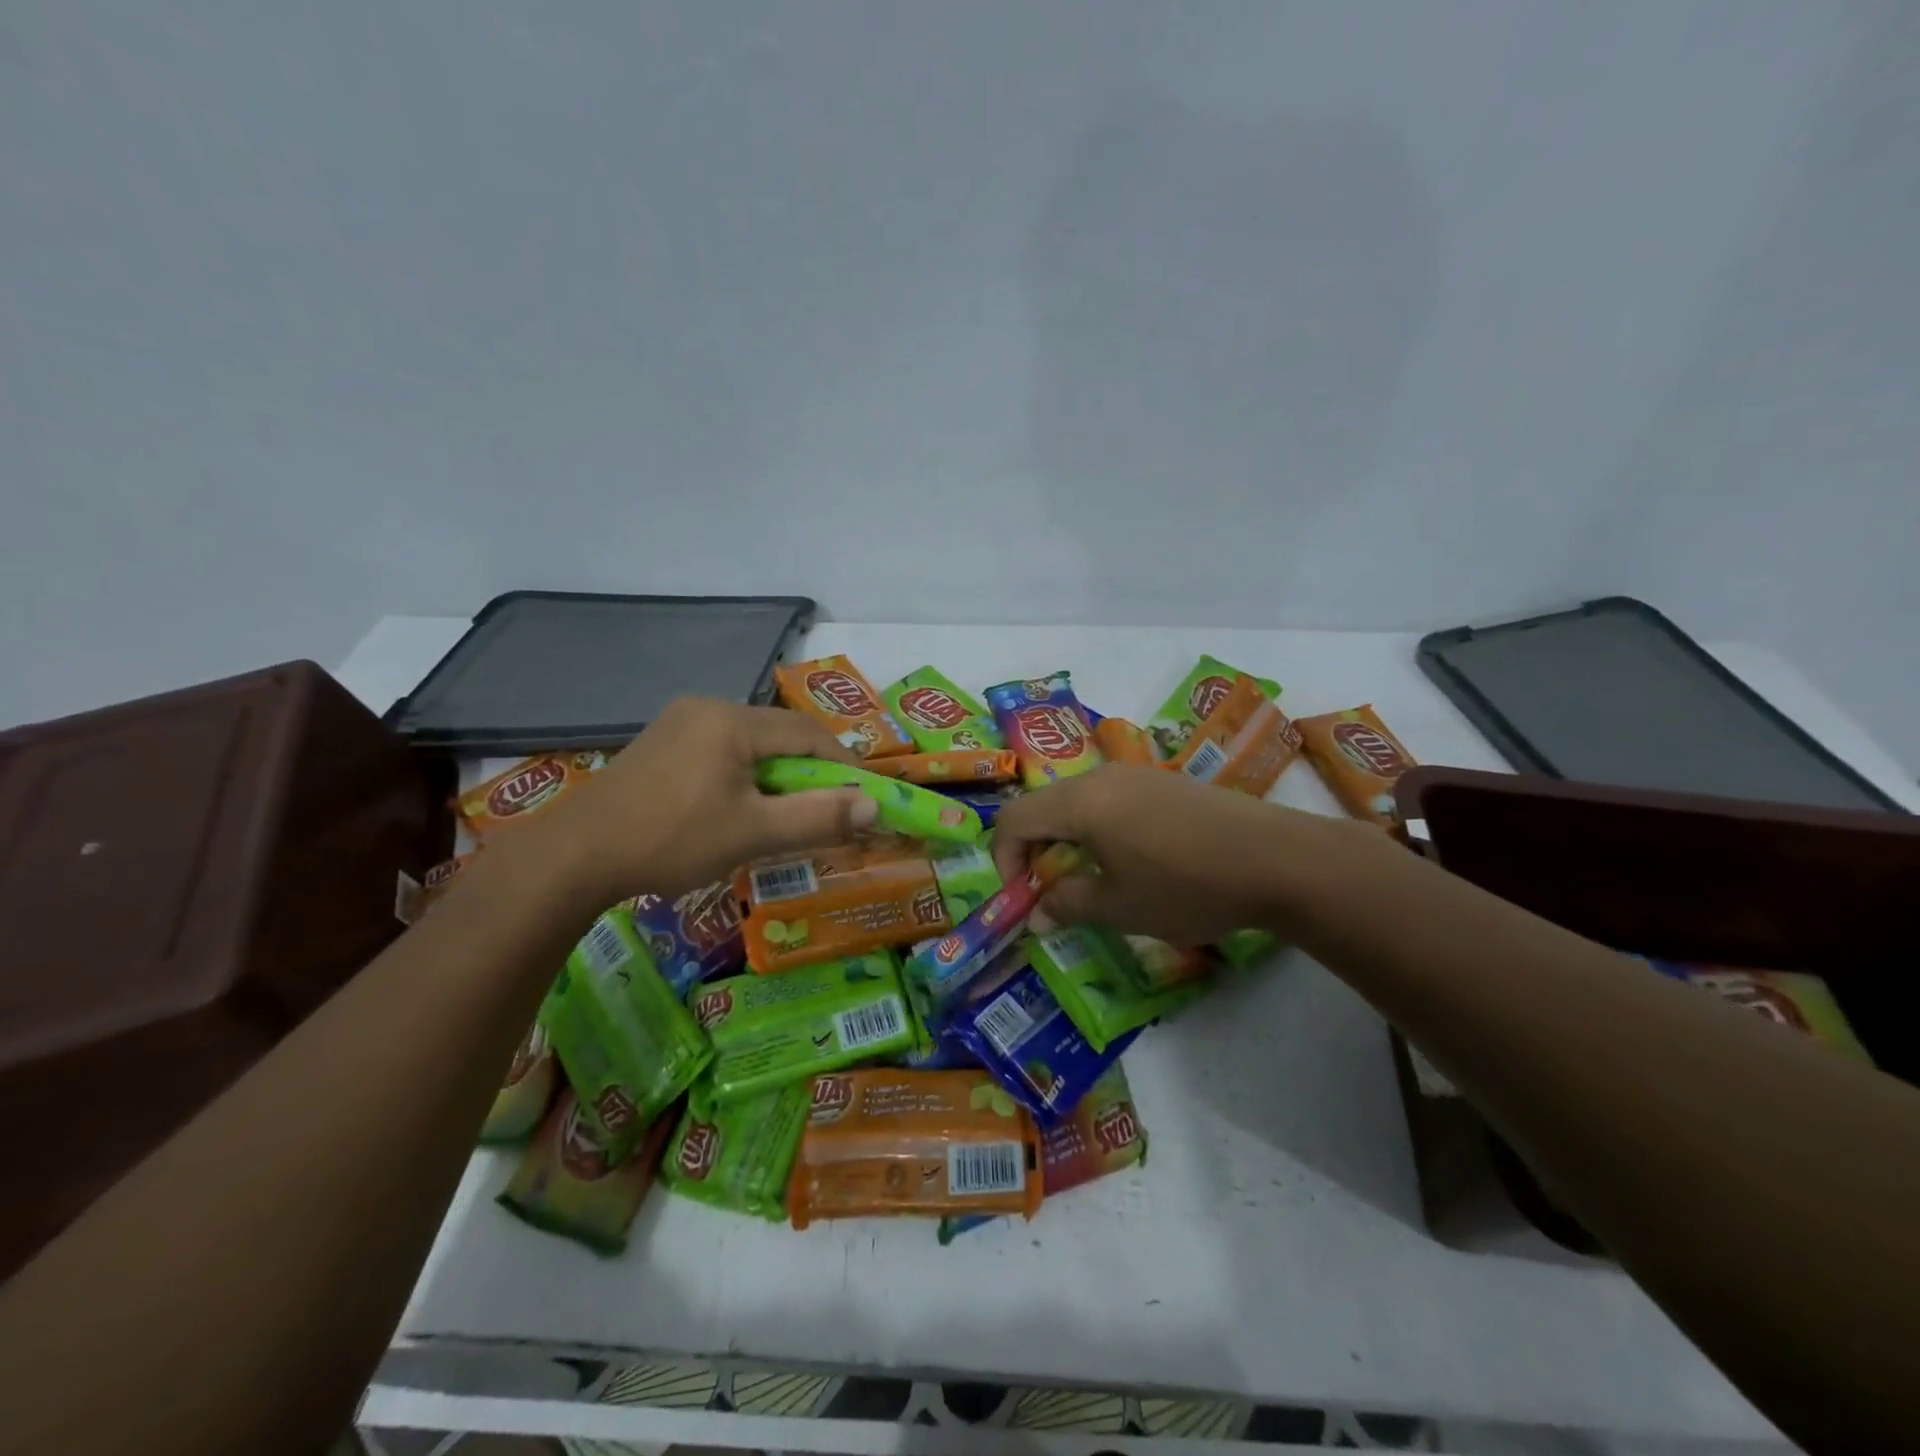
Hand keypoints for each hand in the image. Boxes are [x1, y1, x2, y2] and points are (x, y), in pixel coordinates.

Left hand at [528, 698, 876, 908]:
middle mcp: (707, 707)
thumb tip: (874, 807)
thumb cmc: (670, 840)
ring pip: (750, 744)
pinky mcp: (661, 743)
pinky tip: (739, 807)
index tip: (862, 799)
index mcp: (731, 720)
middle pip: (779, 735)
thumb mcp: (752, 833)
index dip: (842, 765)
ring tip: (785, 815)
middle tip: (826, 811)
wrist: (573, 856)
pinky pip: (721, 751)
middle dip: (809, 772)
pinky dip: (745, 776)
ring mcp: (679, 722)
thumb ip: (817, 817)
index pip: (808, 734)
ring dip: (777, 776)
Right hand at [990, 764, 1363, 943]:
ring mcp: (1136, 774)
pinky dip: (1099, 830)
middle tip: (1054, 893)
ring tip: (1094, 881)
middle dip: (1035, 851)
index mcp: (1080, 803)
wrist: (1279, 858)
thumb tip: (1039, 911)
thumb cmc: (1188, 886)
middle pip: (1043, 807)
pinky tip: (1134, 861)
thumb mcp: (1120, 907)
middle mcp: (1101, 777)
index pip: (1012, 819)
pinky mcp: (1164, 782)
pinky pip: (1110, 801)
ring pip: (1077, 803)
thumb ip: (1068, 904)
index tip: (1024, 898)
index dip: (1003, 860)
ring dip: (1068, 842)